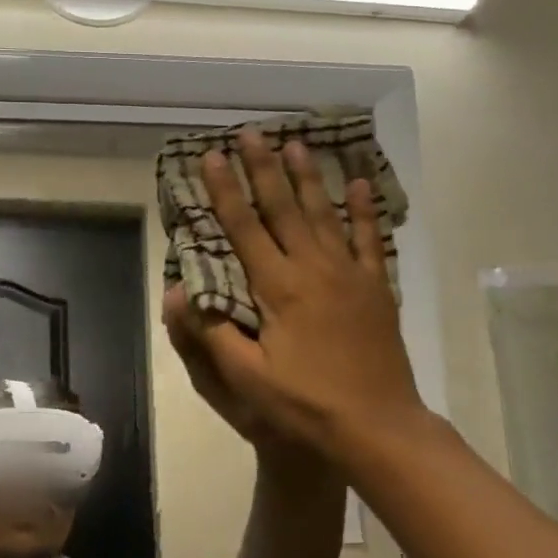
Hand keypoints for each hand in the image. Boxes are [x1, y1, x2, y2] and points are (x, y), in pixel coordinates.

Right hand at [175, 131, 426, 465]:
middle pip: (284, 208)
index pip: (245, 227)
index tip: (210, 157)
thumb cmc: (305, 405)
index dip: (224, 191)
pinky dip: (364, 209)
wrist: (378, 425)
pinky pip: (369, 239)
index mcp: (279, 288)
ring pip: (324, 213)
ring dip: (308, 177)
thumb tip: (178, 291)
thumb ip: (212, 332)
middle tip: (250, 133)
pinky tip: (359, 183)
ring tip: (296, 143)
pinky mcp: (376, 287)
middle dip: (263, 168)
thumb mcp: (247, 378)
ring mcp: (350, 274)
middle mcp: (314, 268)